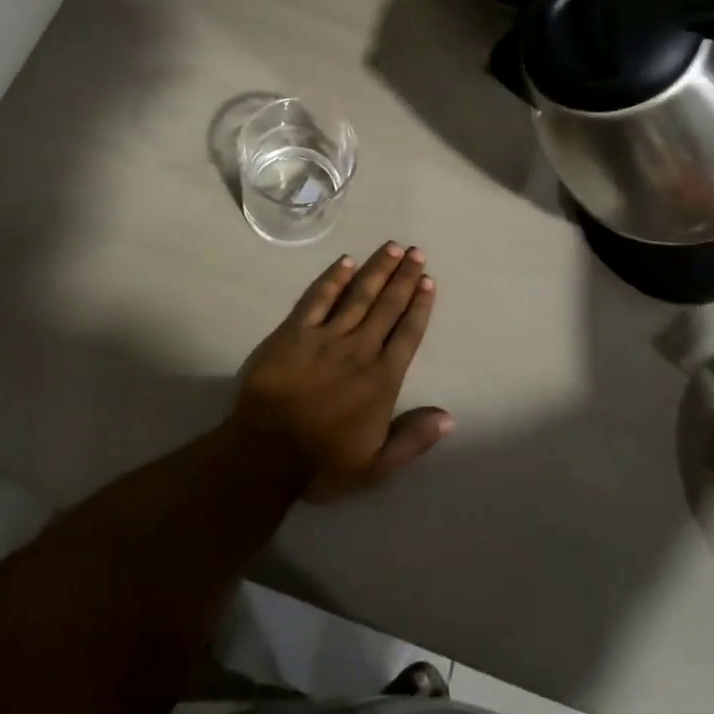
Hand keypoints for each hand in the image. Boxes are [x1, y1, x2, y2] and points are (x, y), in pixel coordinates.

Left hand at [234, 242, 452, 502]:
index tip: (429, 282)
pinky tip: (346, 262)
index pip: (407, 334)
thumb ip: (413, 439)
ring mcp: (326, 337)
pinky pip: (318, 298)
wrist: (265, 454)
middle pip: (387, 307)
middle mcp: (359, 350)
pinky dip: (333, 279)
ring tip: (392, 247)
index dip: (420, 306)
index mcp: (381, 380)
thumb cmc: (322, 463)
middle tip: (416, 252)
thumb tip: (448, 417)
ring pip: (358, 296)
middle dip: (404, 278)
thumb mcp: (377, 466)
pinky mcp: (295, 332)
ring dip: (377, 270)